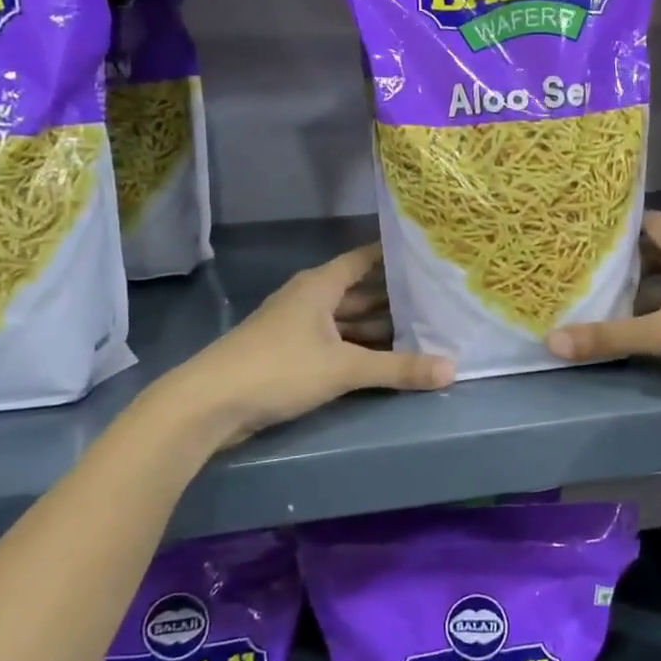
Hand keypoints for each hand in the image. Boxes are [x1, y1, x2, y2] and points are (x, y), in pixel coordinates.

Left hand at [158, 244, 453, 443]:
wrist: (208, 404)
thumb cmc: (278, 368)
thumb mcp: (344, 367)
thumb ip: (398, 368)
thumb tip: (451, 369)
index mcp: (320, 285)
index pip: (364, 258)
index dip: (394, 256)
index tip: (428, 255)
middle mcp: (309, 298)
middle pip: (359, 291)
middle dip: (394, 297)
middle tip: (437, 300)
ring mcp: (297, 327)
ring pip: (347, 320)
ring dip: (378, 327)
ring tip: (422, 331)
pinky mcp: (290, 354)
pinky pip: (335, 342)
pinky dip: (359, 347)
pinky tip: (384, 360)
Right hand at [545, 211, 660, 428]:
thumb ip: (608, 336)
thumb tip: (551, 341)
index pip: (651, 223)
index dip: (621, 225)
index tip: (588, 233)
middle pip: (658, 253)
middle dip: (625, 262)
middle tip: (585, 270)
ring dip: (642, 291)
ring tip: (602, 298)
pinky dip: (660, 311)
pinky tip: (638, 327)